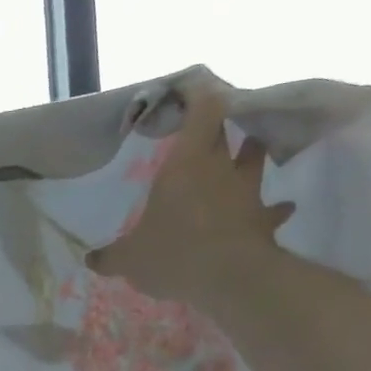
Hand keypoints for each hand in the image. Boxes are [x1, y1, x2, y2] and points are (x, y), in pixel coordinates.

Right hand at [85, 79, 295, 309]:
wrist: (232, 279)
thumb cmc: (174, 253)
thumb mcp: (128, 258)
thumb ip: (110, 256)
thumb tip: (91, 259)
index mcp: (186, 165)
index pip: (204, 111)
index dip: (201, 95)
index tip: (190, 91)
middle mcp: (220, 169)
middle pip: (228, 132)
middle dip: (220, 126)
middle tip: (209, 127)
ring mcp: (248, 193)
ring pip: (256, 160)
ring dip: (252, 155)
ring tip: (247, 155)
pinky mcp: (266, 220)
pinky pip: (274, 209)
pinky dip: (275, 208)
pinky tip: (279, 210)